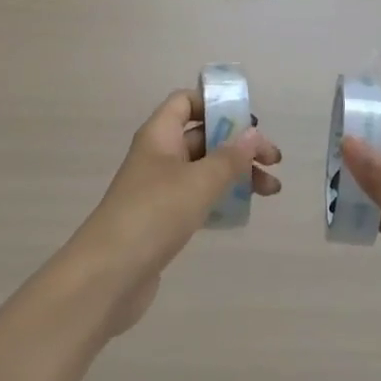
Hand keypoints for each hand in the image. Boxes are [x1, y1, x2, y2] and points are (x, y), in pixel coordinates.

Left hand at [70, 89, 280, 336]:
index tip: (248, 121)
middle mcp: (158, 156)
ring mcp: (159, 190)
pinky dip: (222, 199)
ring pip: (204, 170)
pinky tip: (244, 211)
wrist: (107, 277)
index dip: (215, 104)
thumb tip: (253, 133)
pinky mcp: (162, 221)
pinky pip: (198, 198)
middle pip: (203, 137)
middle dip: (239, 145)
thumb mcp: (198, 182)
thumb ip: (229, 157)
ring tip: (271, 190)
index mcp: (159, 135)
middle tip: (274, 160)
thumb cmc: (153, 215)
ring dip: (237, 174)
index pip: (186, 102)